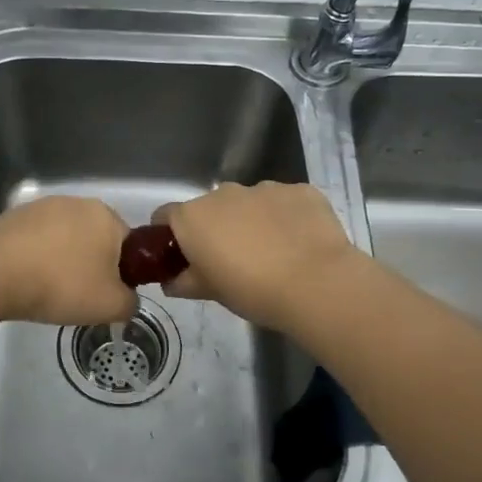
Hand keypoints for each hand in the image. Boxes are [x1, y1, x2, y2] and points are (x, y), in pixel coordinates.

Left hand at [0, 196, 137, 325]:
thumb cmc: (61, 285)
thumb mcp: (110, 306)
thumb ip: (130, 303)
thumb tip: (127, 299)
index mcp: (106, 216)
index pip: (127, 244)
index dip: (122, 272)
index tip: (106, 294)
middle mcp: (76, 202)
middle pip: (93, 239)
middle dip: (89, 264)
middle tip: (78, 295)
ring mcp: (40, 206)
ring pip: (62, 238)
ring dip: (59, 260)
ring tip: (46, 290)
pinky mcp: (11, 216)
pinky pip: (33, 241)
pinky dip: (33, 258)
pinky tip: (24, 280)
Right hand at [155, 182, 361, 331]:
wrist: (316, 283)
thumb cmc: (252, 290)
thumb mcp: (210, 293)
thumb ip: (185, 282)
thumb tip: (173, 281)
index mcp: (193, 217)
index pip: (165, 216)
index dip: (169, 236)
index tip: (182, 257)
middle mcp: (224, 193)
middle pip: (210, 208)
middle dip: (216, 228)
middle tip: (231, 260)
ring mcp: (264, 188)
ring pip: (249, 202)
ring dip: (252, 221)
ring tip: (272, 253)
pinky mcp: (300, 191)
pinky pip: (284, 202)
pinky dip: (286, 218)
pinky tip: (299, 244)